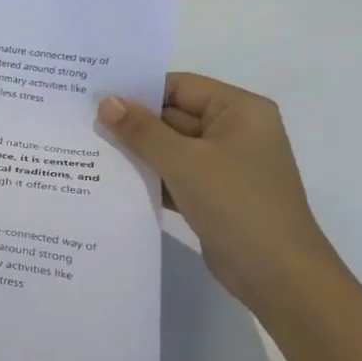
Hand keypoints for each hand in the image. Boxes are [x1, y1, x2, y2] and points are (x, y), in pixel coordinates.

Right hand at [98, 74, 341, 308]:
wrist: (277, 274)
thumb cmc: (236, 203)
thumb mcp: (183, 161)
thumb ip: (141, 130)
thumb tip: (106, 101)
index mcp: (240, 110)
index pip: (180, 86)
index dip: (139, 90)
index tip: (95, 96)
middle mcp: (235, 131)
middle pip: (174, 115)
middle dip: (133, 122)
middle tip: (83, 121)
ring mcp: (225, 165)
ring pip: (171, 147)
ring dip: (137, 151)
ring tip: (89, 147)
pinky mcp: (214, 194)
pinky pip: (175, 174)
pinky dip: (149, 175)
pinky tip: (112, 179)